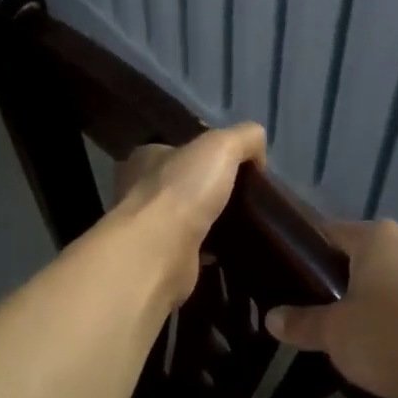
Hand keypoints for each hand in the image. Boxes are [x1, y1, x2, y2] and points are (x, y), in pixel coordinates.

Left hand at [113, 124, 266, 310]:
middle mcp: (140, 191)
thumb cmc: (182, 190)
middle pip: (183, 184)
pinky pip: (191, 250)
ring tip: (243, 225)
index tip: (236, 166)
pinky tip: (231, 251)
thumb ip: (244, 138)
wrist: (158, 253)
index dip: (205, 154)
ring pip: (186, 218)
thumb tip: (258, 155)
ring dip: (210, 221)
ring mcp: (147, 228)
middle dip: (209, 190)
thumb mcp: (222, 145)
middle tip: (244, 197)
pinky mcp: (159, 260)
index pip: (177, 150)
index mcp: (146, 158)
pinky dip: (209, 251)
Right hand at [265, 220, 397, 397]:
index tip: (293, 276)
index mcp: (380, 237)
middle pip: (368, 256)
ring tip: (359, 336)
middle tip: (323, 312)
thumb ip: (302, 322)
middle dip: (347, 280)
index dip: (310, 253)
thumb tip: (271, 318)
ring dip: (381, 301)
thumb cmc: (391, 339)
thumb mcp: (335, 334)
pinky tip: (397, 350)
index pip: (333, 232)